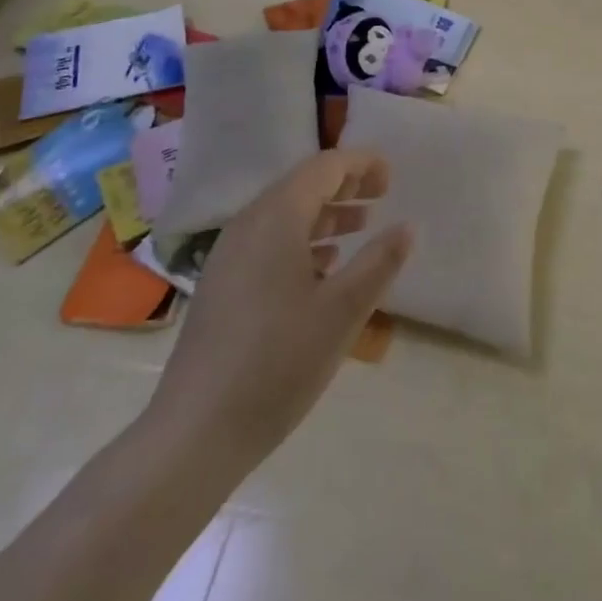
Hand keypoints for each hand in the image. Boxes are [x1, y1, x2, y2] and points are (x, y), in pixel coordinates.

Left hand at [145, 149, 412, 476]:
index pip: (324, 167)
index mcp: (277, 217)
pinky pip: (268, 242)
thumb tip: (407, 226)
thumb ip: (379, 262)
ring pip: (285, 214)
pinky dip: (302, 239)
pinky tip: (323, 268)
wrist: (194, 435)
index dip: (361, 165)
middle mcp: (249, 224)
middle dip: (345, 186)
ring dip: (326, 214)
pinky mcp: (221, 286)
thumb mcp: (343, 310)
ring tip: (360, 227)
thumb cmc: (277, 362)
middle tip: (381, 197)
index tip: (391, 180)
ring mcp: (229, 256)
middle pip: (302, 185)